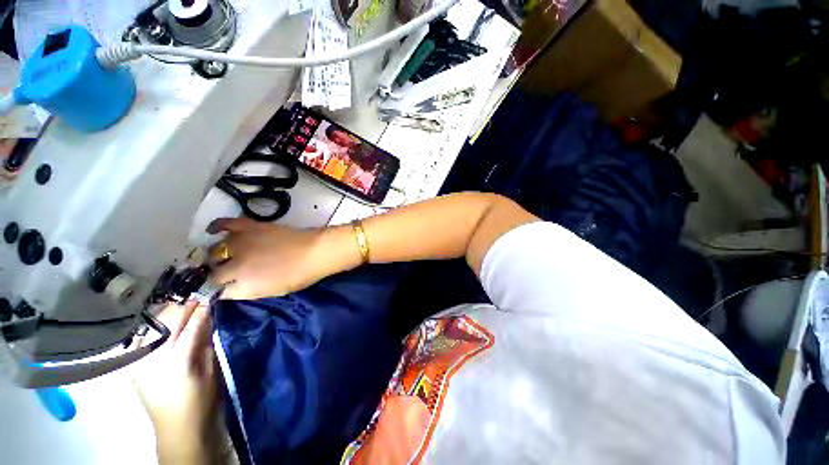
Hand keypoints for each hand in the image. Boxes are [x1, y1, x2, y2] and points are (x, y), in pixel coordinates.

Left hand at [133, 302, 217, 463]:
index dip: (199, 311)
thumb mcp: (210, 372)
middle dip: (182, 308)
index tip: (208, 297)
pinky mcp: (132, 368)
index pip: (189, 328)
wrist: (175, 429)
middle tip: (196, 296)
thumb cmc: (199, 401)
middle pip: (166, 326)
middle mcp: (152, 360)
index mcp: (176, 363)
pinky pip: (140, 340)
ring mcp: (138, 364)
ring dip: (166, 315)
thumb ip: (206, 344)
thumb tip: (207, 319)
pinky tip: (160, 322)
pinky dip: (151, 328)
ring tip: (180, 304)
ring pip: (150, 329)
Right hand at [207, 218, 355, 299]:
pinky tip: (213, 230)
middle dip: (216, 273)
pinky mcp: (250, 228)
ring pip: (215, 250)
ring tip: (223, 255)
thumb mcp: (272, 291)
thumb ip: (248, 291)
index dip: (220, 289)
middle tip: (226, 270)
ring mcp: (241, 244)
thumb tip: (231, 288)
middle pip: (214, 271)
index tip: (222, 287)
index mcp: (244, 286)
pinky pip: (226, 223)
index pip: (218, 291)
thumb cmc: (300, 275)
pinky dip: (217, 226)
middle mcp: (236, 266)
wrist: (315, 252)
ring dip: (217, 254)